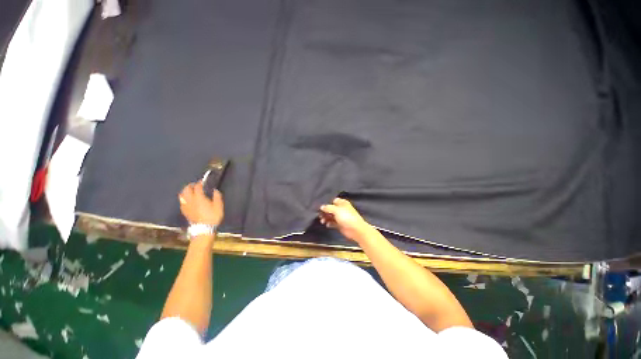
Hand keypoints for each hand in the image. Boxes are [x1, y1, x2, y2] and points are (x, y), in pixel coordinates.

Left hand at [179, 182, 223, 225]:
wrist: (204, 228)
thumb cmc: (212, 216)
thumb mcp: (219, 206)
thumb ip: (217, 196)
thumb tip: (215, 190)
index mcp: (199, 197)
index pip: (197, 187)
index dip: (200, 183)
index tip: (203, 181)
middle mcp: (190, 200)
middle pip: (186, 190)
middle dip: (190, 186)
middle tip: (195, 185)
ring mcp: (186, 206)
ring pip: (182, 195)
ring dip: (185, 191)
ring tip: (189, 191)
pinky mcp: (184, 211)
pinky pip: (181, 202)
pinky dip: (184, 198)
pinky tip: (187, 200)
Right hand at [319, 198, 372, 242]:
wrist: (355, 229)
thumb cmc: (347, 217)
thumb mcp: (336, 210)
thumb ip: (328, 208)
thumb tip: (321, 206)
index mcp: (342, 203)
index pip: (333, 201)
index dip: (327, 203)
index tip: (320, 206)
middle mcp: (341, 209)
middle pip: (331, 209)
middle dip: (325, 211)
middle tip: (319, 214)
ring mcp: (341, 217)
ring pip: (331, 216)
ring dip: (326, 218)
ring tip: (322, 221)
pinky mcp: (340, 224)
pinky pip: (332, 223)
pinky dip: (329, 223)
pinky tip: (327, 224)